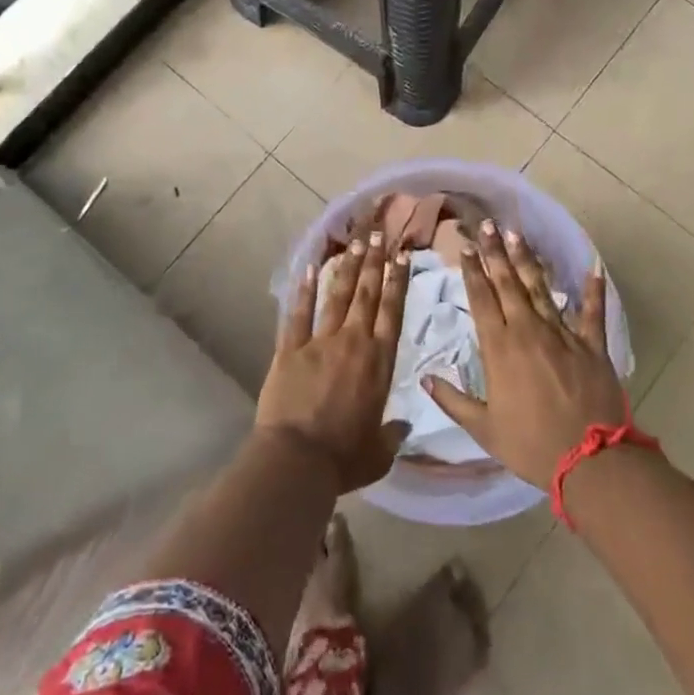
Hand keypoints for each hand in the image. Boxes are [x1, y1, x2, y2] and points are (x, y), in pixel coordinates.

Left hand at [256, 227, 410, 491]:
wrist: (297, 460)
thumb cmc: (344, 459)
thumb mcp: (378, 453)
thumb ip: (392, 435)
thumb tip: (403, 427)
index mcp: (379, 363)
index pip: (392, 312)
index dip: (398, 282)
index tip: (402, 257)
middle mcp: (353, 343)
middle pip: (366, 294)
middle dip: (374, 262)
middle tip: (379, 234)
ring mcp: (319, 342)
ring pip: (336, 295)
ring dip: (347, 267)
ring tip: (355, 241)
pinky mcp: (290, 349)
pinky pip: (298, 313)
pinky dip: (303, 289)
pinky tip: (309, 267)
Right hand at [424, 221, 626, 489]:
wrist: (590, 462)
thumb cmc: (531, 445)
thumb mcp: (484, 429)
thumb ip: (453, 400)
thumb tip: (425, 377)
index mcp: (500, 348)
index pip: (481, 299)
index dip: (472, 272)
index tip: (465, 248)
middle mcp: (529, 330)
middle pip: (508, 284)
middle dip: (495, 253)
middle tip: (487, 226)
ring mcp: (563, 334)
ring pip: (541, 289)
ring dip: (528, 261)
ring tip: (517, 235)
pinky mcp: (592, 345)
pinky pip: (593, 312)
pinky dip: (594, 290)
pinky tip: (593, 267)